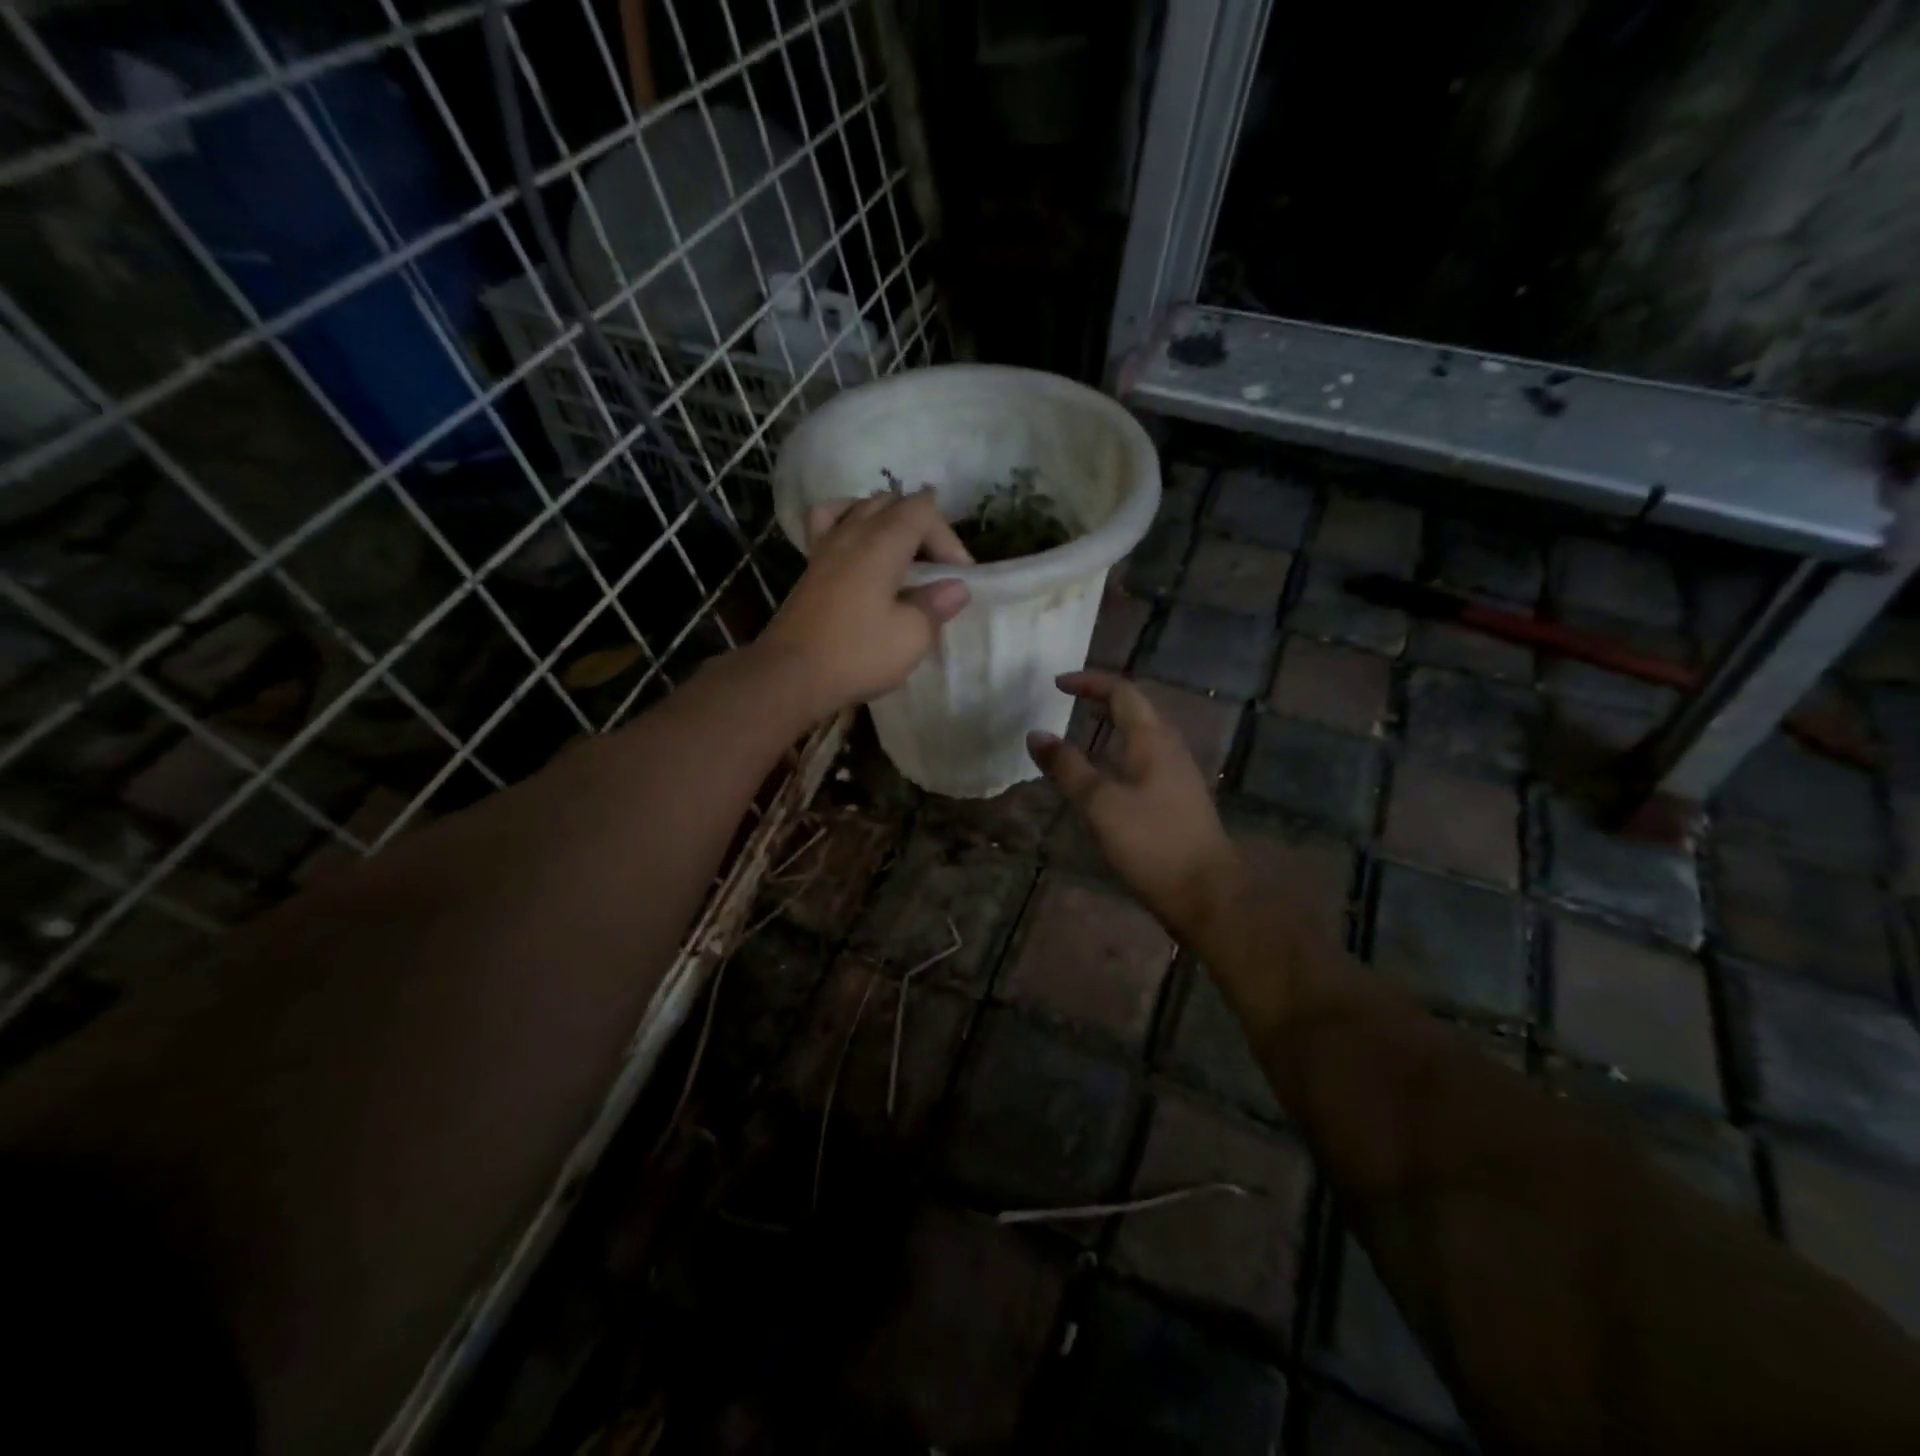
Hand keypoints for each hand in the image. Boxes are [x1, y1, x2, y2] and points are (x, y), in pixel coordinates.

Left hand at [757, 489, 972, 719]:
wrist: (791, 675)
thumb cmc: (857, 654)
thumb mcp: (912, 636)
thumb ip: (936, 606)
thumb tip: (956, 588)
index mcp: (883, 542)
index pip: (923, 509)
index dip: (948, 537)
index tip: (957, 576)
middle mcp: (853, 532)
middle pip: (894, 503)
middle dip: (923, 529)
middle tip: (936, 570)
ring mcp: (826, 545)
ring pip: (862, 508)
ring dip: (889, 523)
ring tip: (903, 557)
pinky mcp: (811, 565)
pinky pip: (830, 522)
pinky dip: (849, 521)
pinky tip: (857, 544)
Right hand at [1028, 671, 1241, 942]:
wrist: (1207, 893)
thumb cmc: (1151, 842)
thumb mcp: (1099, 804)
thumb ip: (1067, 767)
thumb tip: (1036, 734)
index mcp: (1152, 740)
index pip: (1123, 692)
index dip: (1090, 682)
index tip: (1058, 684)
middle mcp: (1170, 748)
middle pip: (1137, 708)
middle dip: (1103, 699)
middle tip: (1071, 702)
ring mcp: (1179, 773)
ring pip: (1144, 734)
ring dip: (1115, 724)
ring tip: (1086, 730)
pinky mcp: (1180, 798)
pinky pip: (1148, 757)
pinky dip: (1123, 750)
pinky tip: (1109, 774)